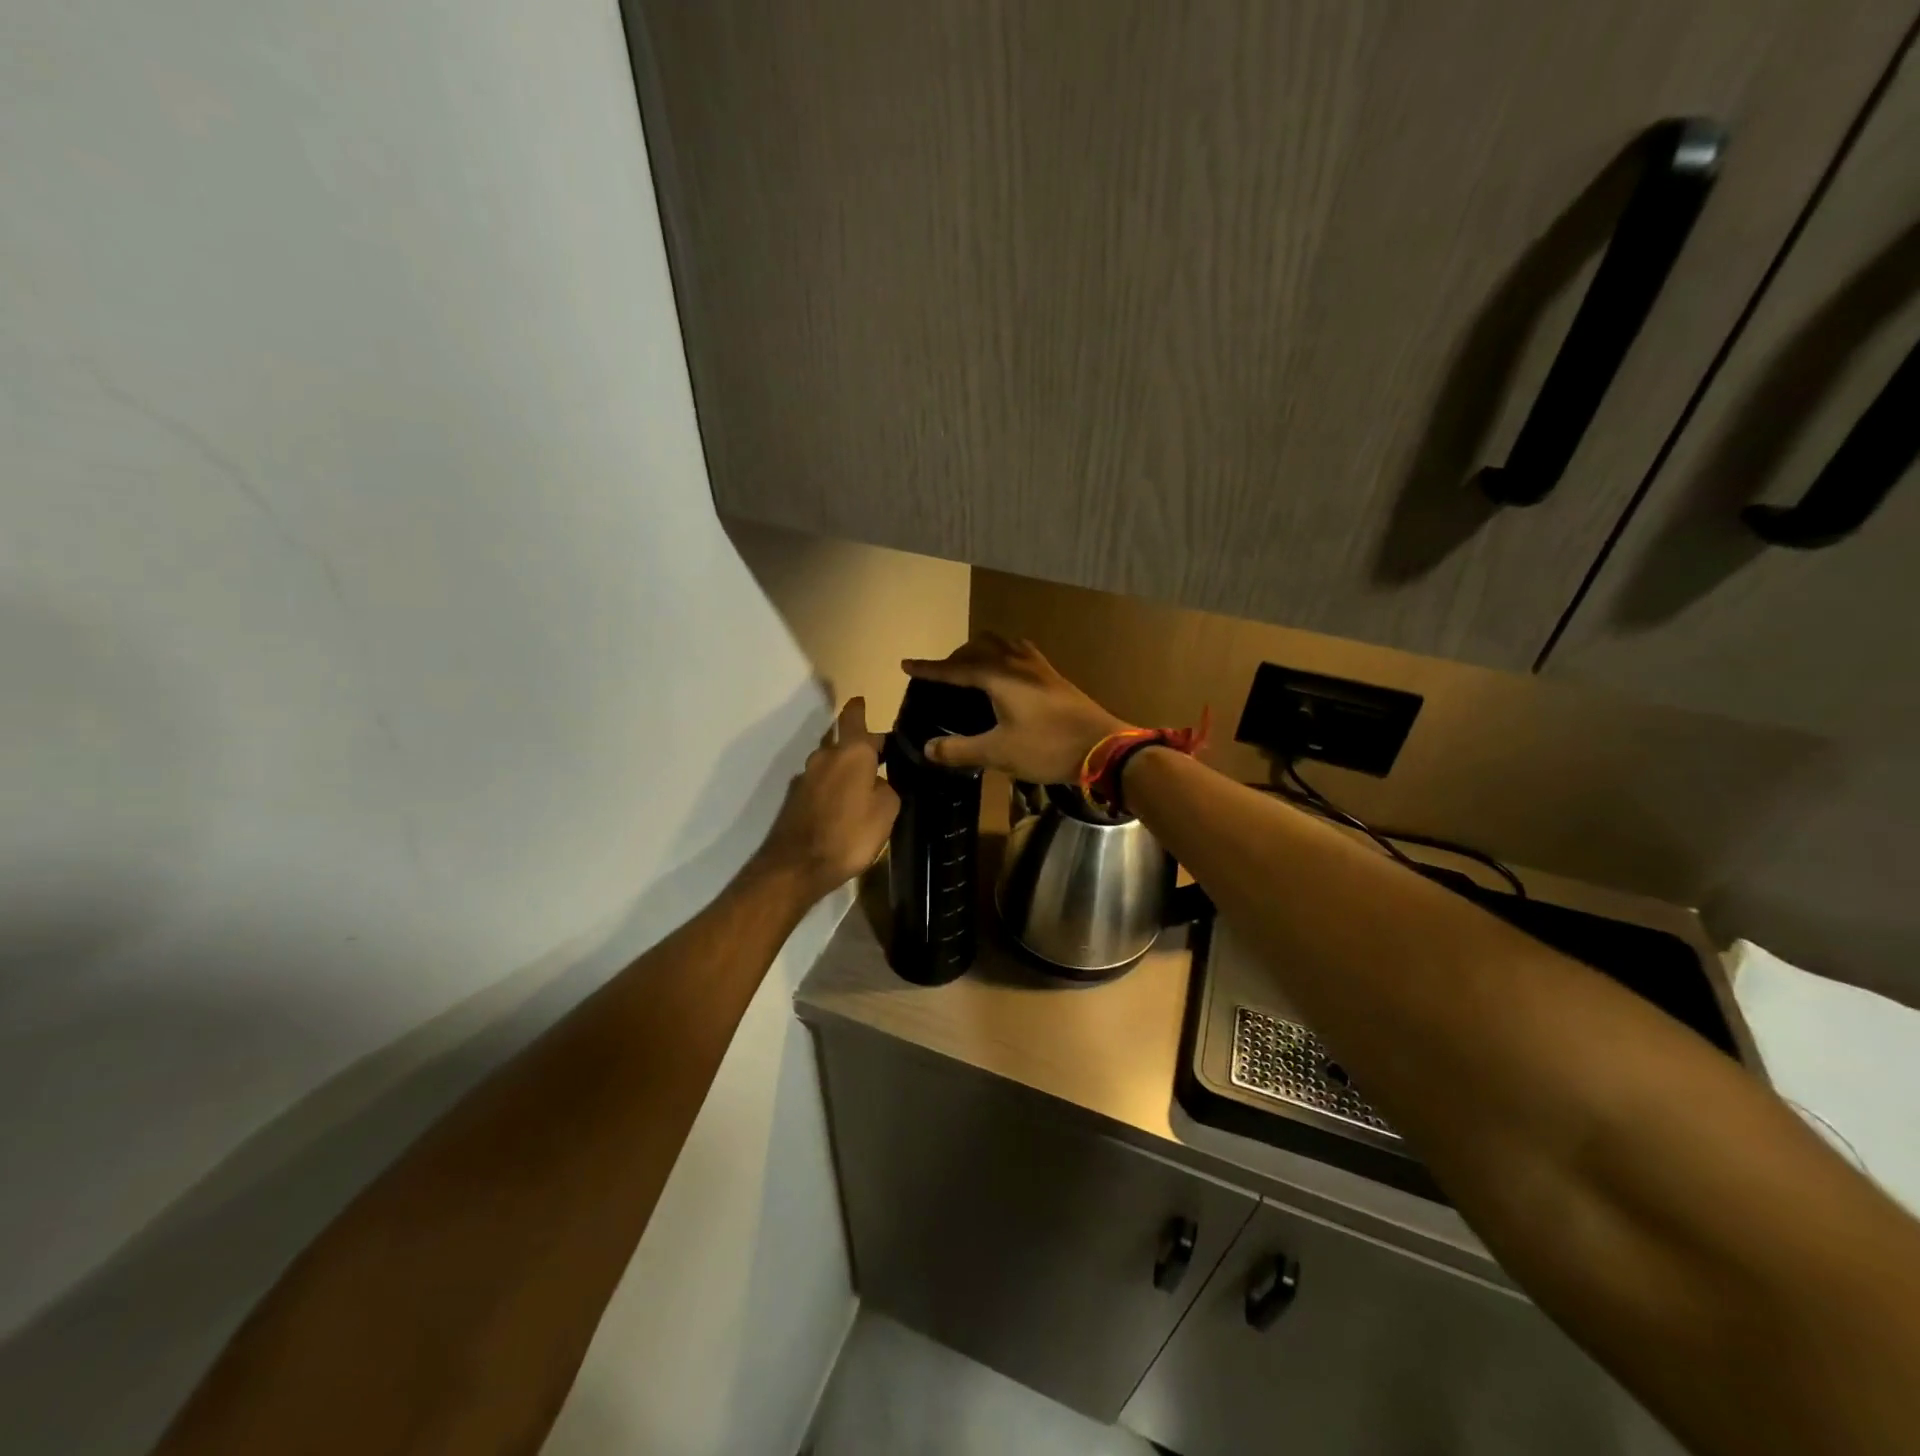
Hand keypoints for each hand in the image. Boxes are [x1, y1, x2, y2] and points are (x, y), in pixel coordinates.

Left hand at [753, 697, 899, 900]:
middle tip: (881, 759)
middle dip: (860, 746)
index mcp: (850, 752)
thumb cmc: (849, 835)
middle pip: (843, 741)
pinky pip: (819, 784)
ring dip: (844, 769)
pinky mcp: (794, 800)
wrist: (796, 867)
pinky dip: (832, 789)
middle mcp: (824, 757)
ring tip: (863, 786)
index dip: (859, 708)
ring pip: (830, 763)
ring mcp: (805, 778)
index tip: (862, 701)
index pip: (853, 717)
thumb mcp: (886, 812)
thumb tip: (879, 783)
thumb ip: (887, 789)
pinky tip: (842, 807)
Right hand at [902, 635, 1129, 783]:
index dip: (929, 669)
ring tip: (972, 670)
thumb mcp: (998, 753)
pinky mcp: (1055, 677)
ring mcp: (1039, 667)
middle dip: (956, 657)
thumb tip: (928, 749)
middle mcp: (1017, 662)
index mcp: (999, 676)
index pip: (955, 668)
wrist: (1103, 748)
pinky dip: (1004, 657)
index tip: (906, 664)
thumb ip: (960, 750)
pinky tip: (1008, 677)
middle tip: (942, 676)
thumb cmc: (1047, 747)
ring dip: (982, 652)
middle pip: (979, 647)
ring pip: (1003, 645)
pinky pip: (1021, 654)